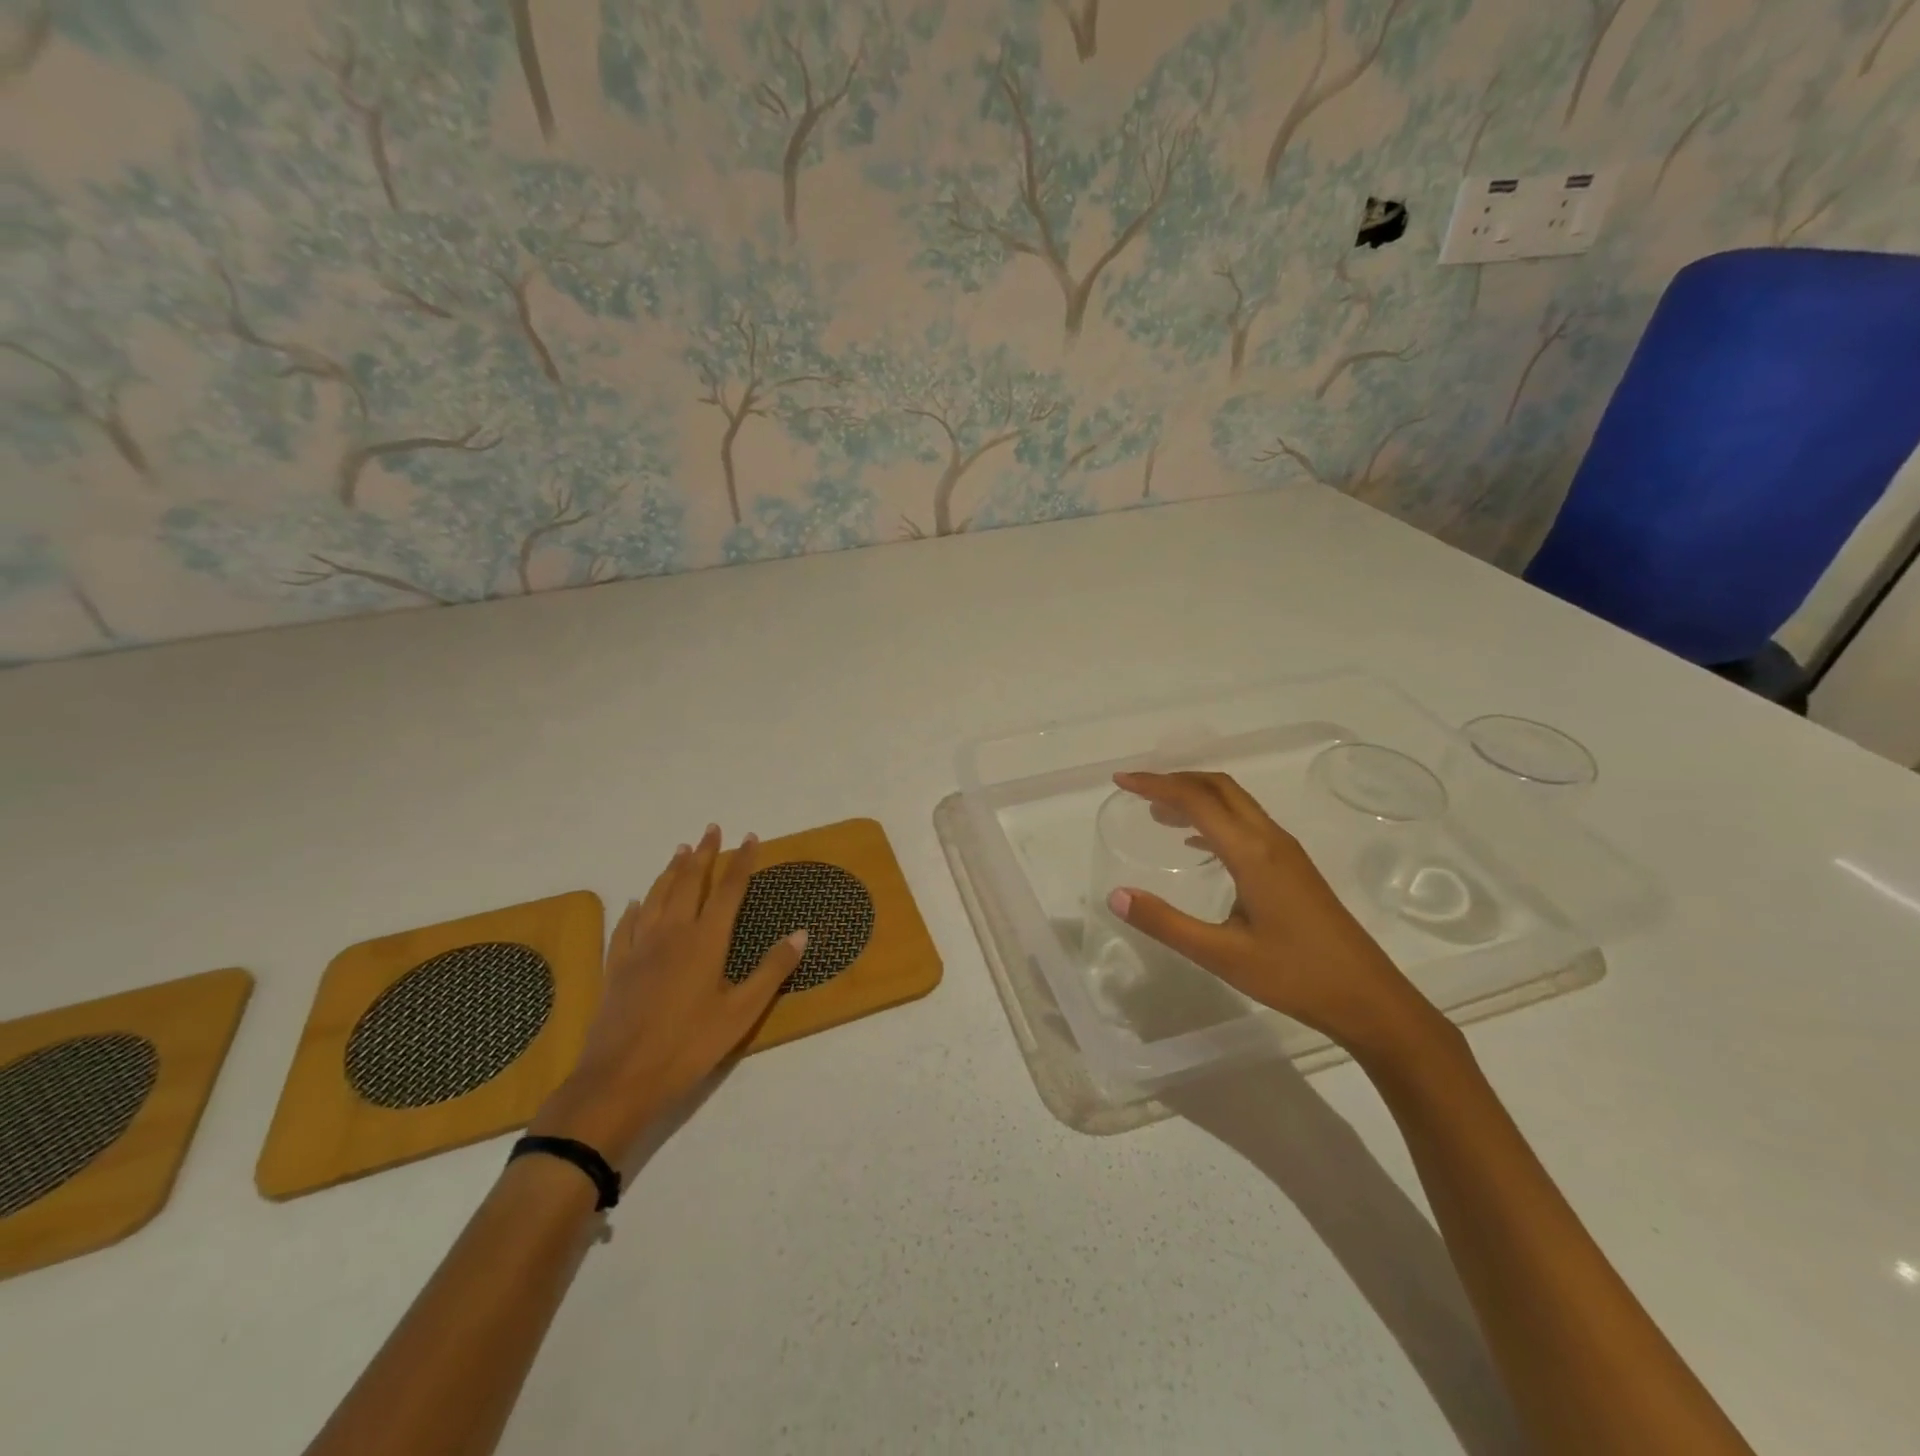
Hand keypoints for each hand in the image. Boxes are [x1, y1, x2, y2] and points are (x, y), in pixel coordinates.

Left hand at [531, 825, 803, 1157]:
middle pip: (689, 883)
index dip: (742, 862)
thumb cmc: (689, 1046)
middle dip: (704, 854)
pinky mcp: (616, 967)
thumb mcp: (742, 1012)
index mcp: (706, 940)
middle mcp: (672, 933)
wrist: (620, 1079)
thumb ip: (772, 970)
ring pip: (657, 896)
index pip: (728, 890)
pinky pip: (626, 926)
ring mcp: (639, 948)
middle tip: (711, 829)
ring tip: (680, 851)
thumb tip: (801, 932)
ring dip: (671, 871)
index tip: (751, 837)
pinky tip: (636, 903)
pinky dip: (635, 909)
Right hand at [1106, 771, 1437, 1057]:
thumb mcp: (1222, 955)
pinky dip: (1215, 819)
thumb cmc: (1295, 976)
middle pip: (1219, 788)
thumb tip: (1116, 895)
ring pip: (1236, 803)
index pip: (1196, 800)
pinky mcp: (1294, 868)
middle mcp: (1271, 840)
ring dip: (1196, 798)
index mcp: (1253, 852)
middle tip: (1137, 791)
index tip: (1121, 782)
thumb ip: (1166, 923)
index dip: (1155, 785)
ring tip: (1158, 813)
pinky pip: (1247, 824)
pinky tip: (1197, 846)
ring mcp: (1286, 852)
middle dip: (1176, 781)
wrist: (1370, 999)